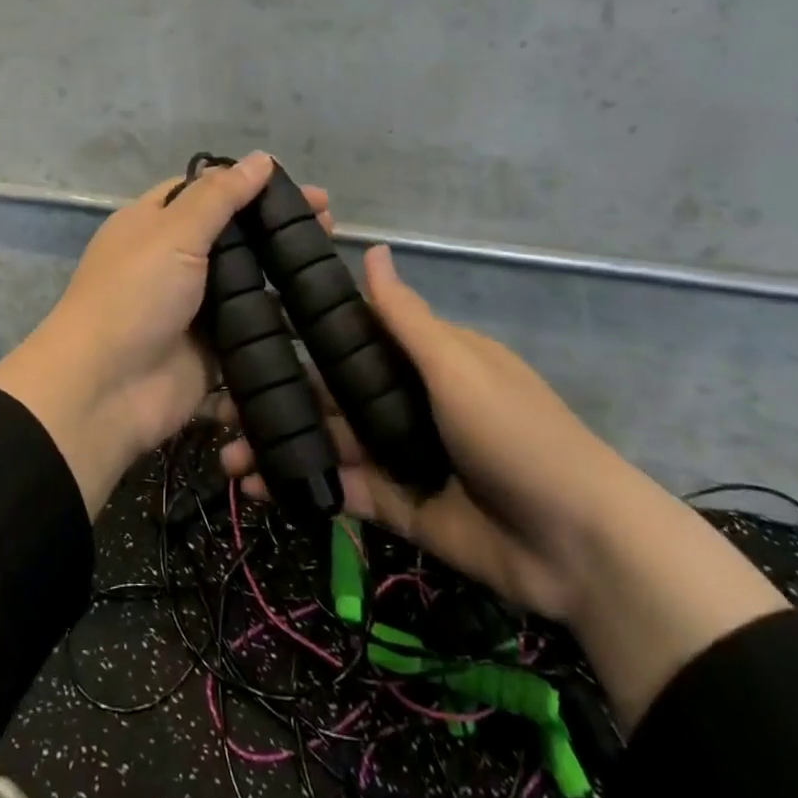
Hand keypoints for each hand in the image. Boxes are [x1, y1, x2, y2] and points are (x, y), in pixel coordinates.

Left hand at [0, 153, 334, 518]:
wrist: (104, 389)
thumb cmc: (134, 295)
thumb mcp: (173, 232)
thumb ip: (219, 197)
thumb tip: (261, 159)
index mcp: (153, 223)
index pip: (206, 192)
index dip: (249, 185)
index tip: (297, 188)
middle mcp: (173, 260)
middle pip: (233, 236)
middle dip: (276, 227)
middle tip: (330, 223)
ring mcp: (193, 307)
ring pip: (247, 282)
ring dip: (284, 273)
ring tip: (331, 264)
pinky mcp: (211, 350)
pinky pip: (251, 328)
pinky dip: (280, 320)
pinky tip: (320, 310)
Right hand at [221, 243, 629, 620]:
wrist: (579, 547)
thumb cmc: (517, 435)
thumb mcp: (459, 367)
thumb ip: (405, 319)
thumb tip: (373, 249)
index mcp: (420, 359)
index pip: (347, 339)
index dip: (297, 337)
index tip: (244, 337)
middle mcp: (401, 401)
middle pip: (326, 395)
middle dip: (275, 399)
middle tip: (218, 408)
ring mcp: (396, 455)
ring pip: (324, 443)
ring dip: (277, 447)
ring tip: (226, 457)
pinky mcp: (394, 505)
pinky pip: (338, 490)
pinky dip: (299, 487)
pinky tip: (255, 489)